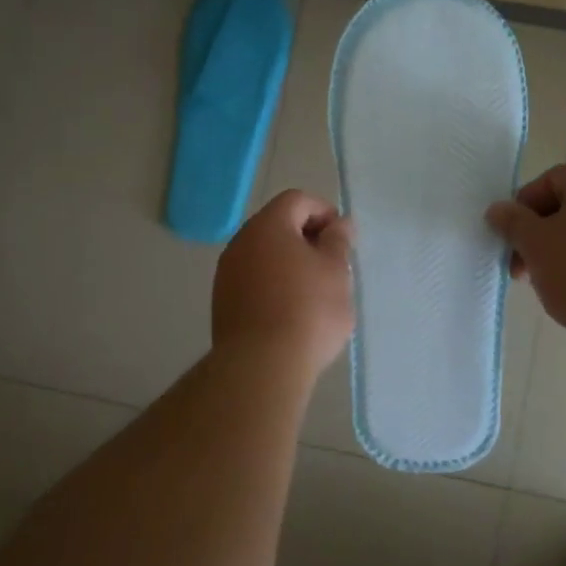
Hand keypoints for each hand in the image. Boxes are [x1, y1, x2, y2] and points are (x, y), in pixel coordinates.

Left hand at [213, 190, 355, 376]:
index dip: (323, 211)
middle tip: (332, 265)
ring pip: (264, 255)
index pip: (296, 200)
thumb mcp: (335, 271)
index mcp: (267, 226)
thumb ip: (338, 241)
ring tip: (314, 292)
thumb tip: (338, 224)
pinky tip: (291, 312)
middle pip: (277, 226)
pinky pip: (253, 281)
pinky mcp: (222, 303)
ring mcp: (226, 274)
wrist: (262, 365)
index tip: (342, 238)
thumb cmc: (308, 310)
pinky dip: (273, 285)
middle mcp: (240, 243)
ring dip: (289, 264)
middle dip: (306, 238)